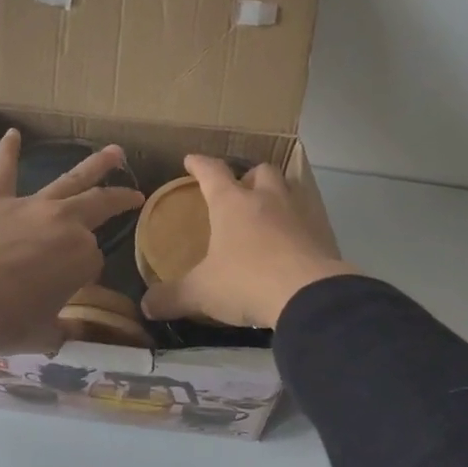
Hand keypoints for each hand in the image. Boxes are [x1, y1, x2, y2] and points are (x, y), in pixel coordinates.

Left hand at [0, 129, 143, 353]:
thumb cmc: (4, 323)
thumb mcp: (44, 335)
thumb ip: (63, 330)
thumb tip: (72, 336)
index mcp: (82, 258)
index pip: (93, 260)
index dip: (83, 274)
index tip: (70, 286)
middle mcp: (63, 224)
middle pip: (98, 205)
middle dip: (119, 199)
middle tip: (134, 194)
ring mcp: (29, 207)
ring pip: (69, 180)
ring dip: (94, 165)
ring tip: (113, 151)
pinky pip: (3, 171)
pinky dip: (7, 152)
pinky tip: (12, 134)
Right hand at [139, 156, 354, 329]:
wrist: (309, 296)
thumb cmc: (246, 281)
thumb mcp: (201, 292)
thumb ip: (172, 297)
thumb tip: (146, 306)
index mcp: (232, 203)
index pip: (212, 172)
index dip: (199, 165)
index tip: (191, 160)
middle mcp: (266, 200)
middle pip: (260, 172)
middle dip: (248, 176)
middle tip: (239, 190)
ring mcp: (298, 216)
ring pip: (288, 191)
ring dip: (276, 197)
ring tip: (265, 215)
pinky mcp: (322, 237)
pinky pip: (307, 222)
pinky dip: (295, 228)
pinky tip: (288, 246)